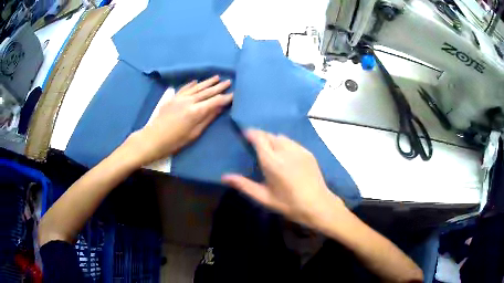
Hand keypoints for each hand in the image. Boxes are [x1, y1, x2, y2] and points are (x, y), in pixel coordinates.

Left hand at [125, 75, 231, 164]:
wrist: (154, 138)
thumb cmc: (175, 141)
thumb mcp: (194, 133)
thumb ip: (207, 119)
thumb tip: (219, 109)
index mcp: (196, 111)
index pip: (215, 101)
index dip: (225, 98)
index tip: (234, 94)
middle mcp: (189, 101)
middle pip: (207, 92)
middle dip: (219, 87)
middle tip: (228, 81)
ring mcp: (180, 98)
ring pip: (197, 87)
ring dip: (207, 82)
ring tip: (217, 77)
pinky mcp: (173, 98)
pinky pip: (185, 88)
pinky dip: (192, 84)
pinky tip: (197, 81)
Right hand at [222, 129, 345, 228]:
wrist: (318, 205)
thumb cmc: (289, 204)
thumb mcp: (264, 197)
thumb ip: (244, 185)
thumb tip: (224, 177)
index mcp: (272, 162)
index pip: (259, 138)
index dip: (251, 133)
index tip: (245, 135)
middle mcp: (285, 151)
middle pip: (270, 135)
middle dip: (261, 137)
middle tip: (255, 145)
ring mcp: (299, 150)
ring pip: (282, 137)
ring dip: (273, 139)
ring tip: (270, 150)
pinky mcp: (308, 153)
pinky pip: (292, 142)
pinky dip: (285, 144)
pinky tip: (285, 155)